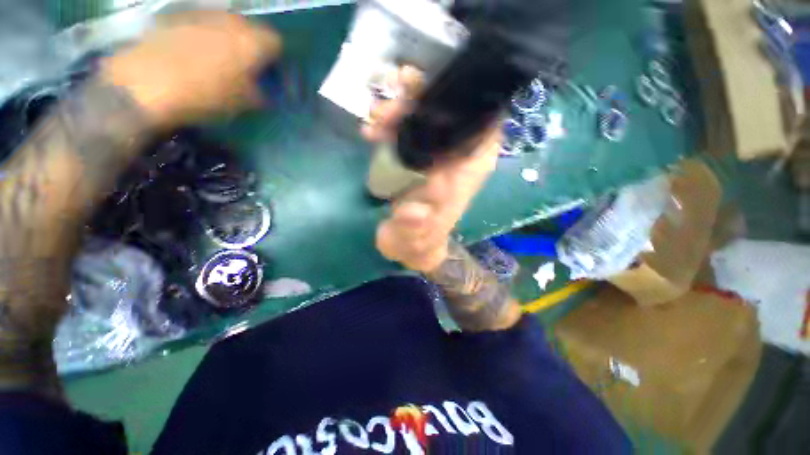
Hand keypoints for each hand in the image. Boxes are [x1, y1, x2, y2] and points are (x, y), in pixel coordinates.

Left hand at [102, 11, 281, 127]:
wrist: (148, 84)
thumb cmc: (207, 95)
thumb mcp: (245, 103)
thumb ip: (263, 94)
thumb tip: (266, 91)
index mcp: (252, 41)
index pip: (277, 43)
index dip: (278, 61)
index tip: (274, 76)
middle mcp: (231, 21)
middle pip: (252, 30)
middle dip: (255, 49)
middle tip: (250, 70)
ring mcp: (202, 15)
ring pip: (226, 26)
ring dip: (231, 42)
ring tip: (223, 63)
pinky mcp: (178, 17)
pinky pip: (202, 25)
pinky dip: (207, 38)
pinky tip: (198, 56)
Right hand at [362, 66, 501, 272]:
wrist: (411, 244)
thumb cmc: (418, 241)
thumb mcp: (414, 239)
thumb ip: (414, 227)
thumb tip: (414, 212)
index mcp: (468, 171)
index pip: (482, 122)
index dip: (462, 99)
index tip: (428, 89)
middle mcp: (458, 156)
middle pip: (448, 112)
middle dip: (416, 102)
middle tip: (384, 112)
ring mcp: (437, 154)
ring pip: (426, 116)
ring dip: (399, 111)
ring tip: (373, 122)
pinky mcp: (418, 156)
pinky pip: (408, 129)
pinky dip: (390, 124)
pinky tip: (371, 131)